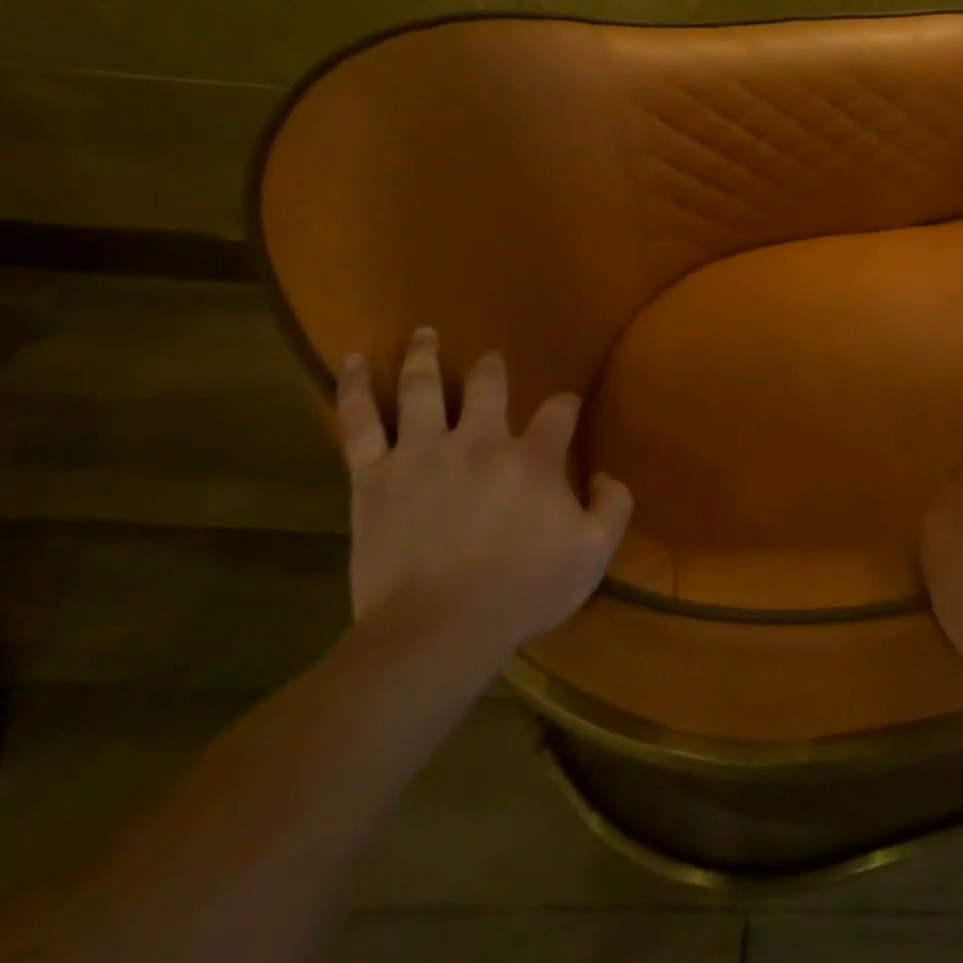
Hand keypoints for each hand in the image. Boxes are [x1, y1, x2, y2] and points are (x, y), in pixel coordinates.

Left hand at [337, 328, 632, 649]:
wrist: (439, 629)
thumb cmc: (523, 590)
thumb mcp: (594, 553)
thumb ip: (614, 506)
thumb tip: (608, 475)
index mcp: (533, 458)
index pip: (559, 411)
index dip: (566, 405)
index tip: (566, 409)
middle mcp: (479, 441)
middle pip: (487, 385)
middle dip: (492, 368)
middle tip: (491, 360)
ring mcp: (422, 453)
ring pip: (421, 388)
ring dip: (423, 356)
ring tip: (423, 334)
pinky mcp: (373, 477)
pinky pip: (358, 423)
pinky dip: (352, 389)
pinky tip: (348, 362)